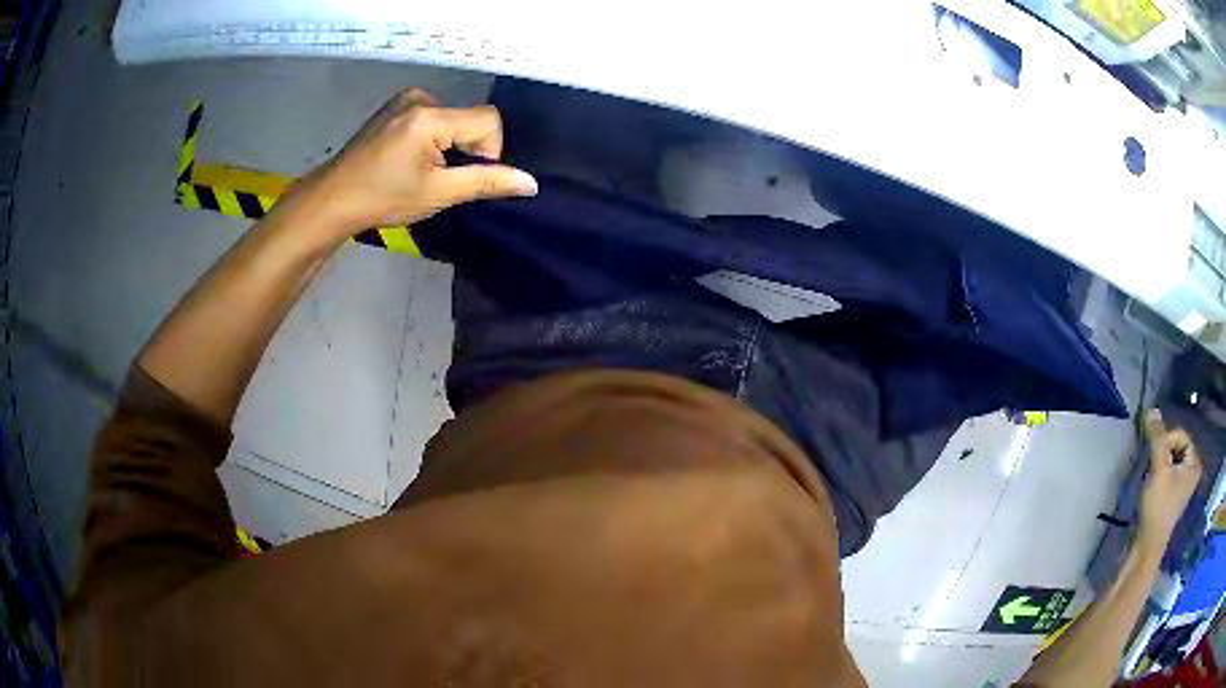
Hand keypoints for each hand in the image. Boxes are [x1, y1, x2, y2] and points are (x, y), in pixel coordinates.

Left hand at [289, 88, 537, 238]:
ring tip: (421, 170)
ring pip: (452, 118)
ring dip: (449, 144)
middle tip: (439, 178)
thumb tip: (531, 182)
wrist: (333, 199)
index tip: (464, 176)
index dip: (488, 151)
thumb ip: (487, 182)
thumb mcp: (438, 194)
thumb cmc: (383, 199)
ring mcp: (405, 99)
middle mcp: (420, 98)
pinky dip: (433, 137)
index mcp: (429, 117)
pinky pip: (433, 116)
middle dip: (465, 149)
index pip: (487, 120)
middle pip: (469, 119)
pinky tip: (410, 158)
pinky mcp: (395, 105)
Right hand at [1138, 409, 1202, 547]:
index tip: (1155, 461)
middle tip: (1153, 472)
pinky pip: (1168, 472)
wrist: (1147, 546)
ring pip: (1171, 460)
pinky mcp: (1174, 494)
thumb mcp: (1159, 469)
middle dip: (1162, 455)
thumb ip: (1157, 438)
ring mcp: (1184, 484)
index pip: (1180, 435)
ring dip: (1159, 465)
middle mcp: (1192, 470)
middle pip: (1176, 447)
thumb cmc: (1158, 507)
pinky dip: (1159, 475)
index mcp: (1194, 463)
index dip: (1166, 443)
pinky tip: (1153, 489)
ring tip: (1152, 482)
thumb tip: (1152, 410)